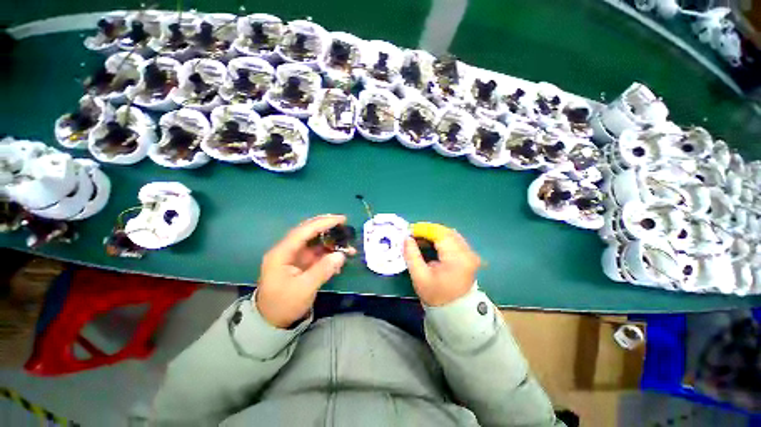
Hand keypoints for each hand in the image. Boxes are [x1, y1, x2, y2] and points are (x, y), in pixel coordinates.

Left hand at [256, 215, 354, 327]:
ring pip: (315, 241)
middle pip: (308, 231)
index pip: (303, 231)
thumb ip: (323, 270)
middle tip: (344, 223)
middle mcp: (288, 250)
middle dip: (327, 226)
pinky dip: (330, 252)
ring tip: (347, 244)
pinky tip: (341, 257)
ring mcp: (295, 256)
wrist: (272, 322)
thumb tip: (341, 255)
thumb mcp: (304, 289)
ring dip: (331, 241)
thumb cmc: (284, 305)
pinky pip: (318, 253)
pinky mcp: (302, 263)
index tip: (341, 219)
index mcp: (282, 253)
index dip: (323, 223)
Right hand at [403, 229, 480, 306]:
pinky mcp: (469, 254)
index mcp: (456, 258)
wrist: (456, 311)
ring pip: (450, 233)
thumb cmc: (436, 295)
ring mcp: (470, 252)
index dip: (423, 229)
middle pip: (445, 231)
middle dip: (428, 231)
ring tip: (420, 239)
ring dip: (434, 234)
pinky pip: (454, 239)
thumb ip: (411, 255)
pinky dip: (441, 238)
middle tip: (413, 235)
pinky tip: (431, 244)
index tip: (409, 231)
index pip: (439, 234)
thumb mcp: (419, 276)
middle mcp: (467, 252)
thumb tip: (406, 237)